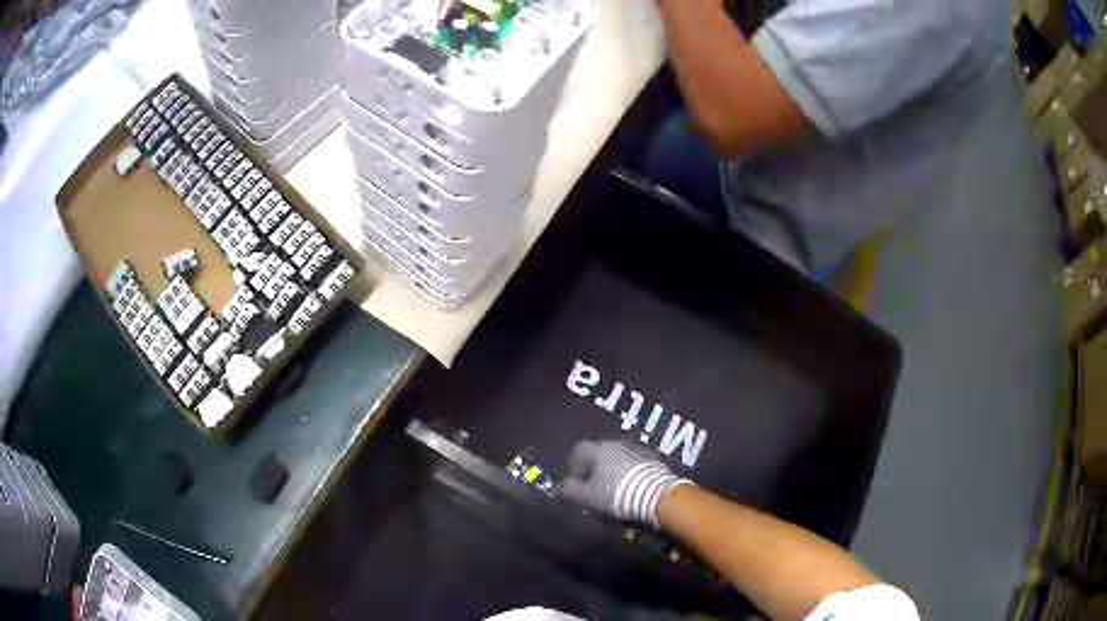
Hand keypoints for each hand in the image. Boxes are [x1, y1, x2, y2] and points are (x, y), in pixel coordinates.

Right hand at [561, 440, 691, 526]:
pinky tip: (632, 488)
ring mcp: (637, 449)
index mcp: (599, 449)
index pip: (580, 450)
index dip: (575, 465)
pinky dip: (630, 474)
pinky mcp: (654, 459)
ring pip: (619, 458)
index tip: (576, 480)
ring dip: (614, 471)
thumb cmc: (616, 493)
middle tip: (595, 487)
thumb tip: (563, 485)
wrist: (655, 493)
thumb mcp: (588, 496)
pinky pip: (636, 464)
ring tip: (615, 489)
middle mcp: (617, 444)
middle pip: (601, 453)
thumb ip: (572, 489)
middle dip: (596, 469)